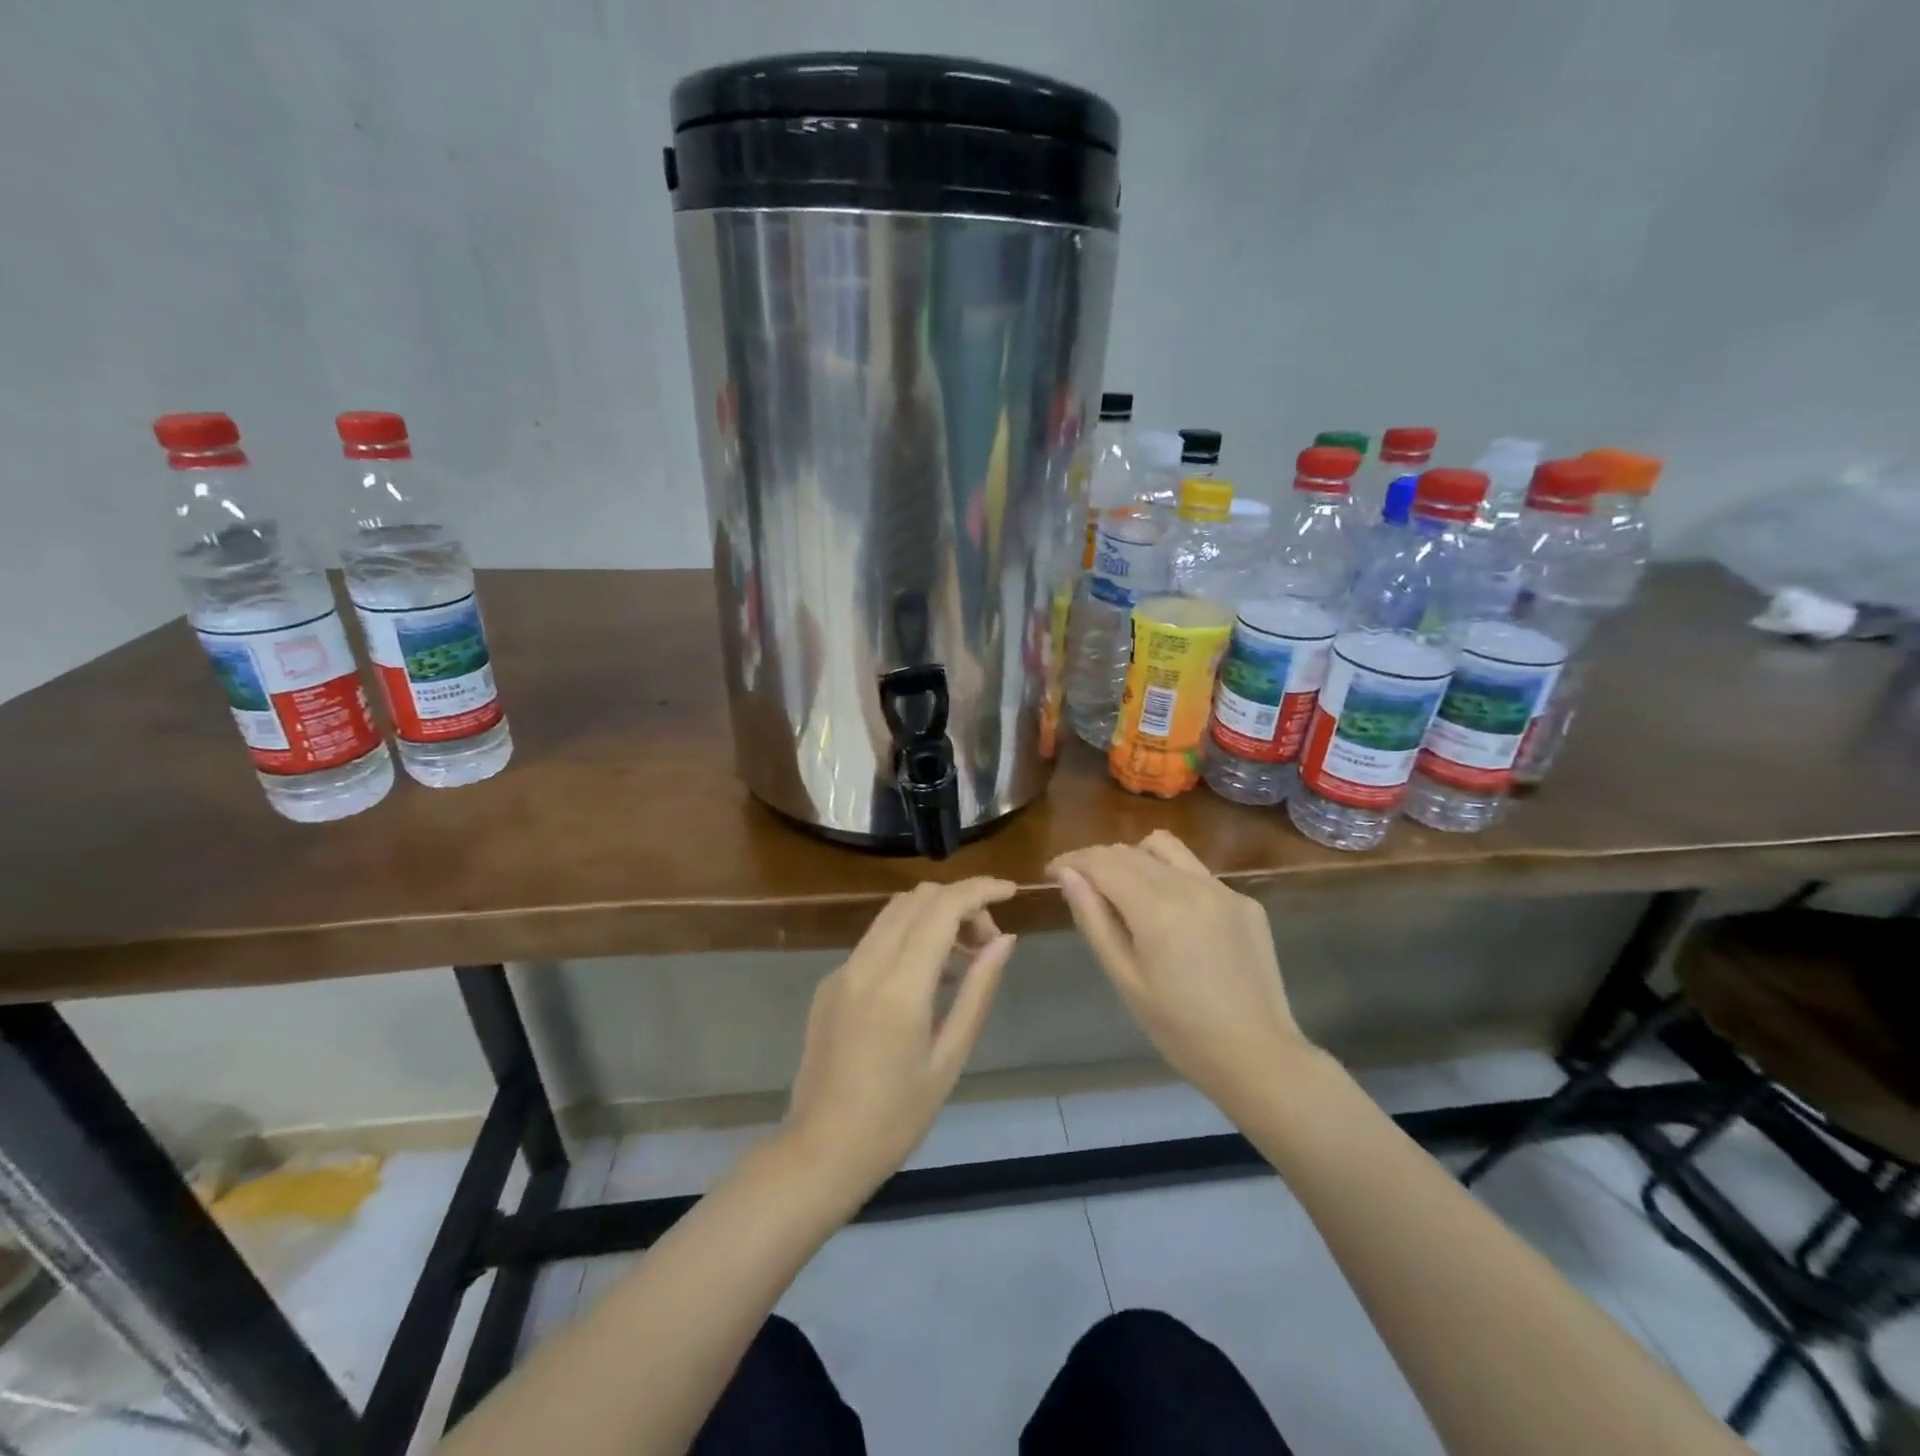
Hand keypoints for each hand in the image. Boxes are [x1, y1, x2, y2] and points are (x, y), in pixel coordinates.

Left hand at [781, 878, 1017, 1201]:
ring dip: (933, 916)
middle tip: (988, 942)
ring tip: (963, 960)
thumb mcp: (949, 1058)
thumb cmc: (896, 1119)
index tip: (1011, 891)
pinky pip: (876, 939)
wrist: (820, 1152)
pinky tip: (926, 979)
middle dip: (960, 902)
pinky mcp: (830, 983)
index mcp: (900, 986)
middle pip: (917, 898)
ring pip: (894, 913)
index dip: (980, 890)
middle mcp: (866, 965)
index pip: (942, 907)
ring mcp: (842, 970)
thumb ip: (978, 991)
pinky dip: (909, 937)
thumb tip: (1004, 939)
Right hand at [1049, 831, 1310, 1108]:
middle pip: (1130, 851)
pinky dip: (1171, 878)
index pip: (1101, 862)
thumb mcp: (1124, 978)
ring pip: (1165, 848)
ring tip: (1125, 889)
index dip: (1071, 861)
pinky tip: (1172, 915)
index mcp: (1155, 907)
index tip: (1051, 871)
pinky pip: (1196, 872)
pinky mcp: (1244, 901)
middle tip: (1081, 886)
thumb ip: (1093, 919)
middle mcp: (1189, 885)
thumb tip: (1067, 875)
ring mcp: (1222, 889)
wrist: (1257, 1055)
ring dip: (1134, 857)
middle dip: (1098, 860)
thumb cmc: (1178, 1028)